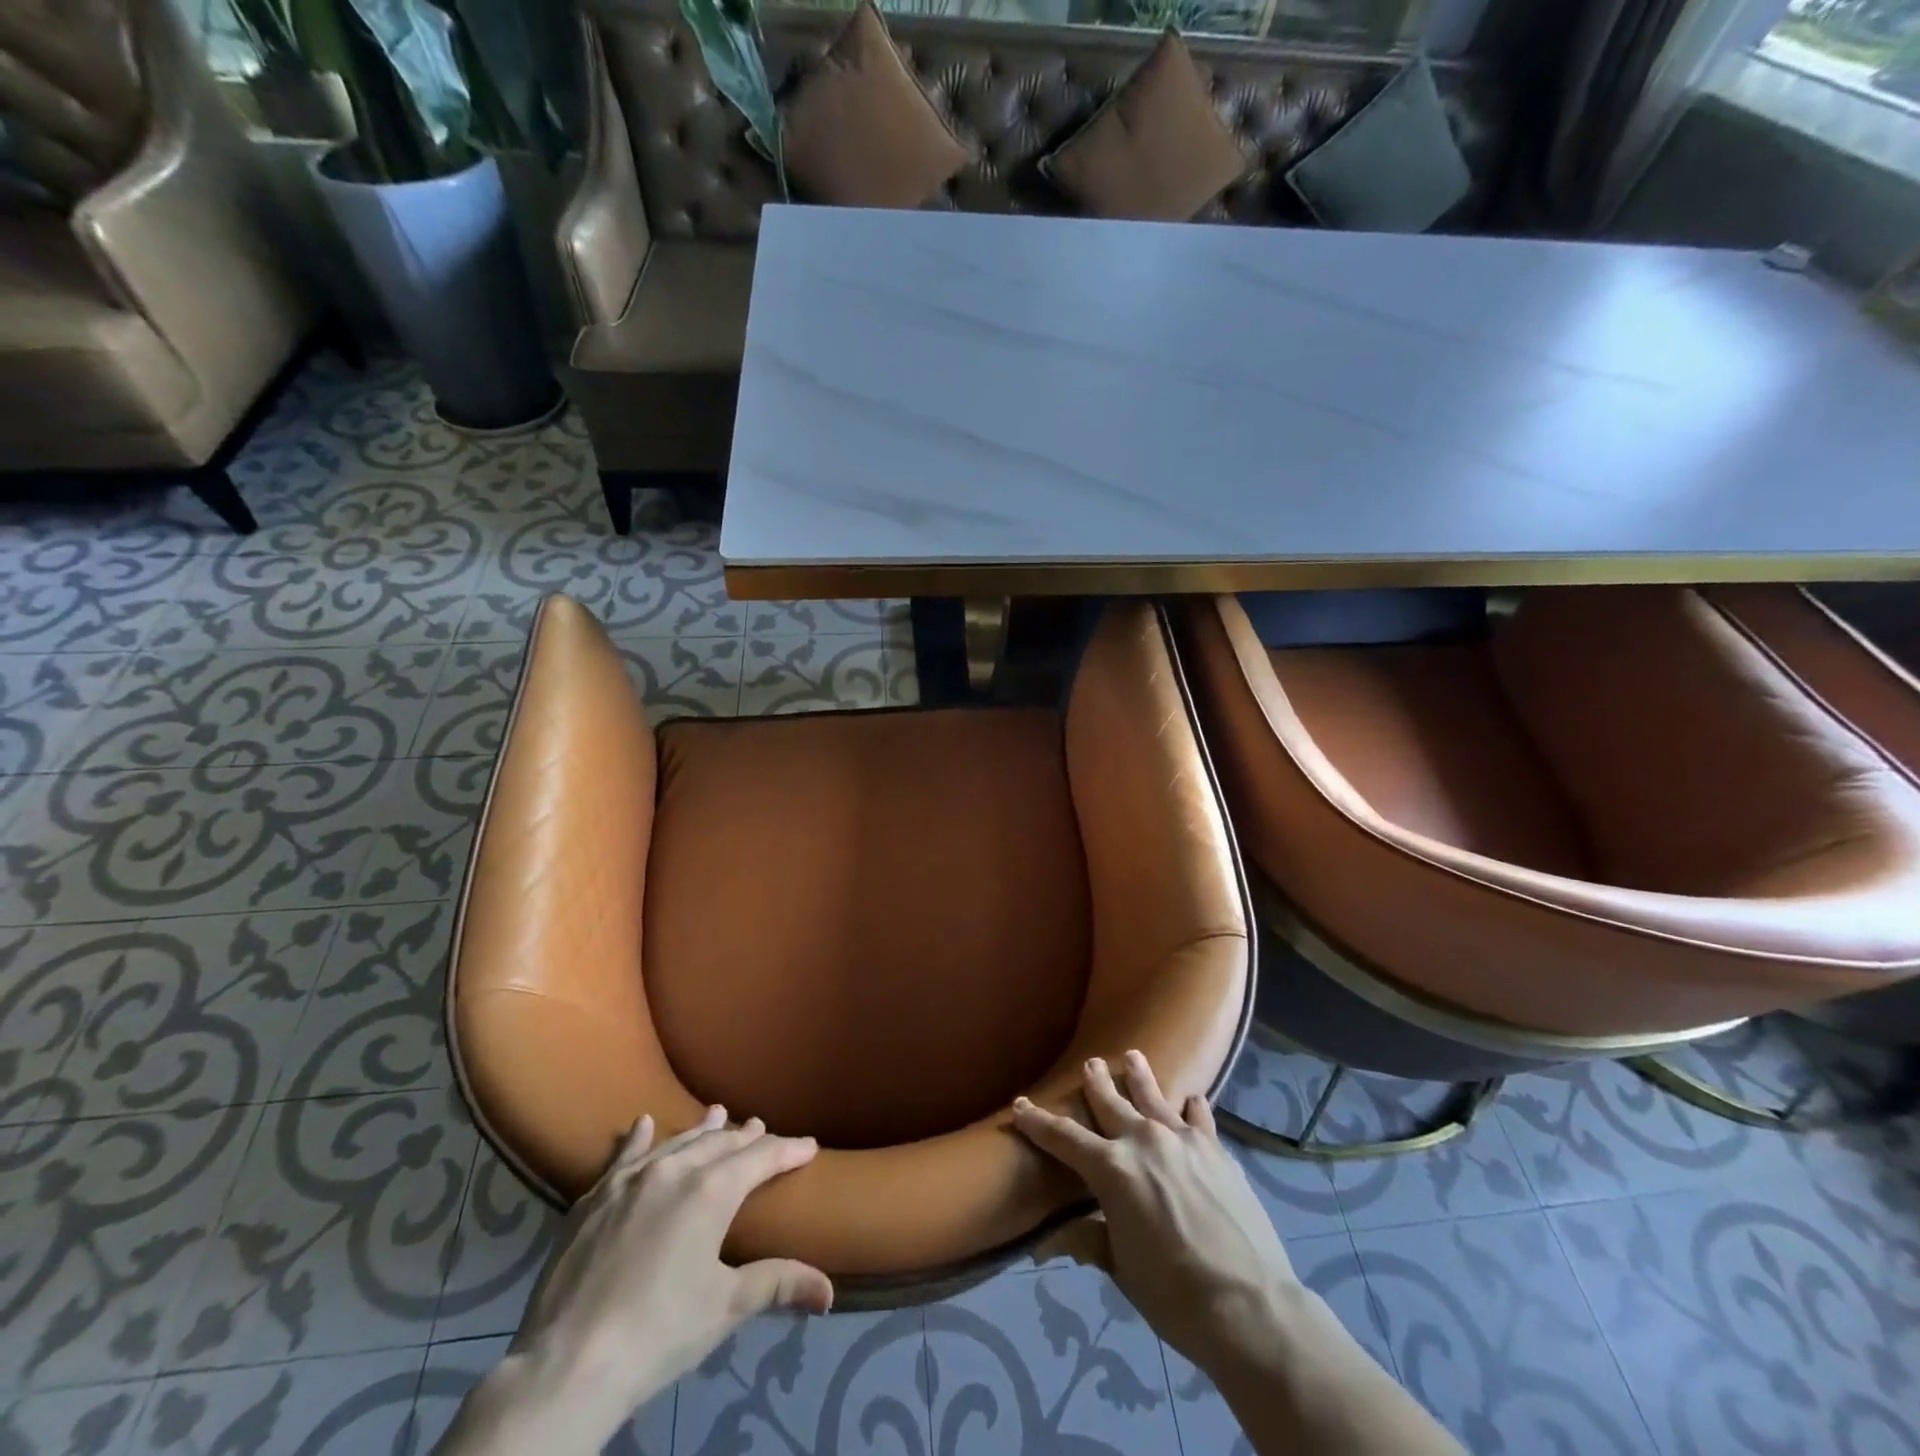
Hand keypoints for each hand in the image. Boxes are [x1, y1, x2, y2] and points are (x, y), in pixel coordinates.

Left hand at [510, 1107, 831, 1425]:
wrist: (567, 1363)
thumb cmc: (659, 1333)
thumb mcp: (726, 1307)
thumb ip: (777, 1284)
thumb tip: (829, 1292)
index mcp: (712, 1191)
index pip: (761, 1158)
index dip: (788, 1151)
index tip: (809, 1145)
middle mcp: (675, 1170)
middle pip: (721, 1143)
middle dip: (746, 1137)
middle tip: (763, 1129)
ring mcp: (630, 1179)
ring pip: (677, 1142)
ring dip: (702, 1130)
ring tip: (719, 1113)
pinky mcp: (594, 1197)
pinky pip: (624, 1155)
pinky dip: (638, 1138)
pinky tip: (643, 1122)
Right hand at [1012, 1051, 1298, 1372]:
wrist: (1249, 1305)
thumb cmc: (1174, 1294)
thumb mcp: (1122, 1268)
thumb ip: (1089, 1240)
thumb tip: (1050, 1239)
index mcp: (1111, 1169)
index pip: (1063, 1138)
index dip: (1038, 1122)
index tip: (1019, 1105)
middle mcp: (1143, 1140)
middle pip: (1111, 1102)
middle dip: (1095, 1082)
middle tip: (1090, 1064)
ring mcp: (1183, 1139)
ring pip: (1154, 1096)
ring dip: (1140, 1076)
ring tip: (1133, 1056)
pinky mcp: (1215, 1149)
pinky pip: (1198, 1116)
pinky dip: (1190, 1107)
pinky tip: (1191, 1100)